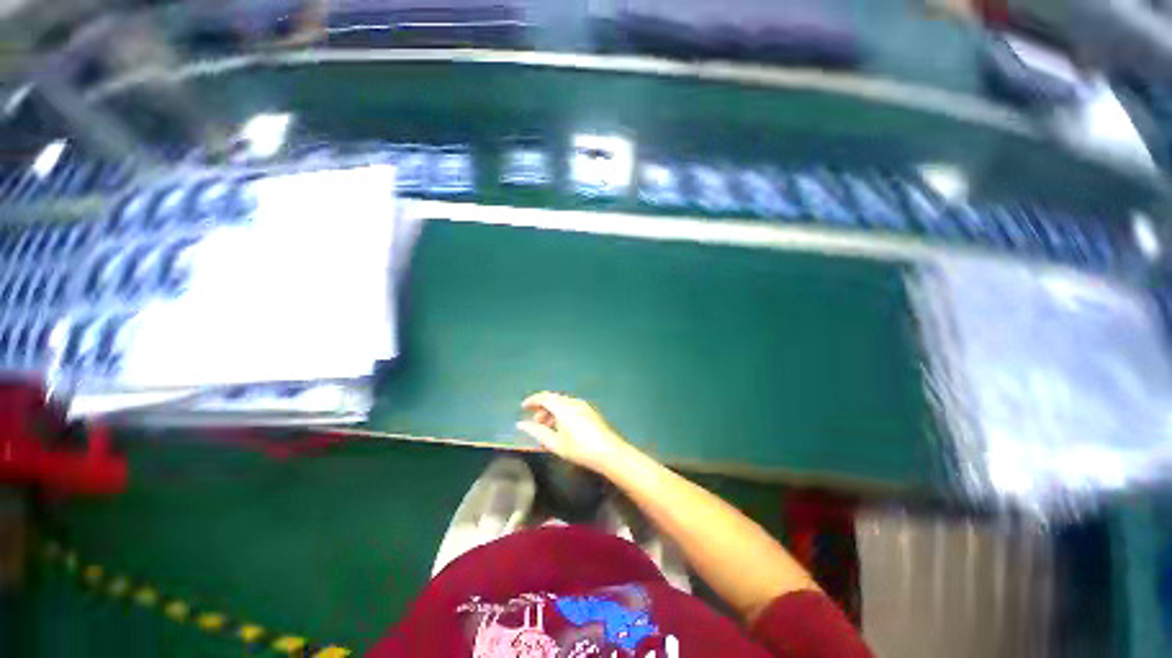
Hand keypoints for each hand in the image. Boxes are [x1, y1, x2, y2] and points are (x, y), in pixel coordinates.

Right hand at [517, 392, 632, 473]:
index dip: (532, 401)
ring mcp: (583, 405)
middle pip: (553, 399)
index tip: (523, 407)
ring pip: (562, 403)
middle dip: (542, 408)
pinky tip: (560, 427)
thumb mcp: (555, 443)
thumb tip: (521, 424)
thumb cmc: (578, 448)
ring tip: (546, 427)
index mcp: (562, 406)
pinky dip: (561, 413)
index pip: (544, 397)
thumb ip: (537, 432)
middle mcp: (572, 401)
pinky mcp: (589, 411)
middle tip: (534, 421)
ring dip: (552, 411)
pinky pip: (571, 406)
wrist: (608, 451)